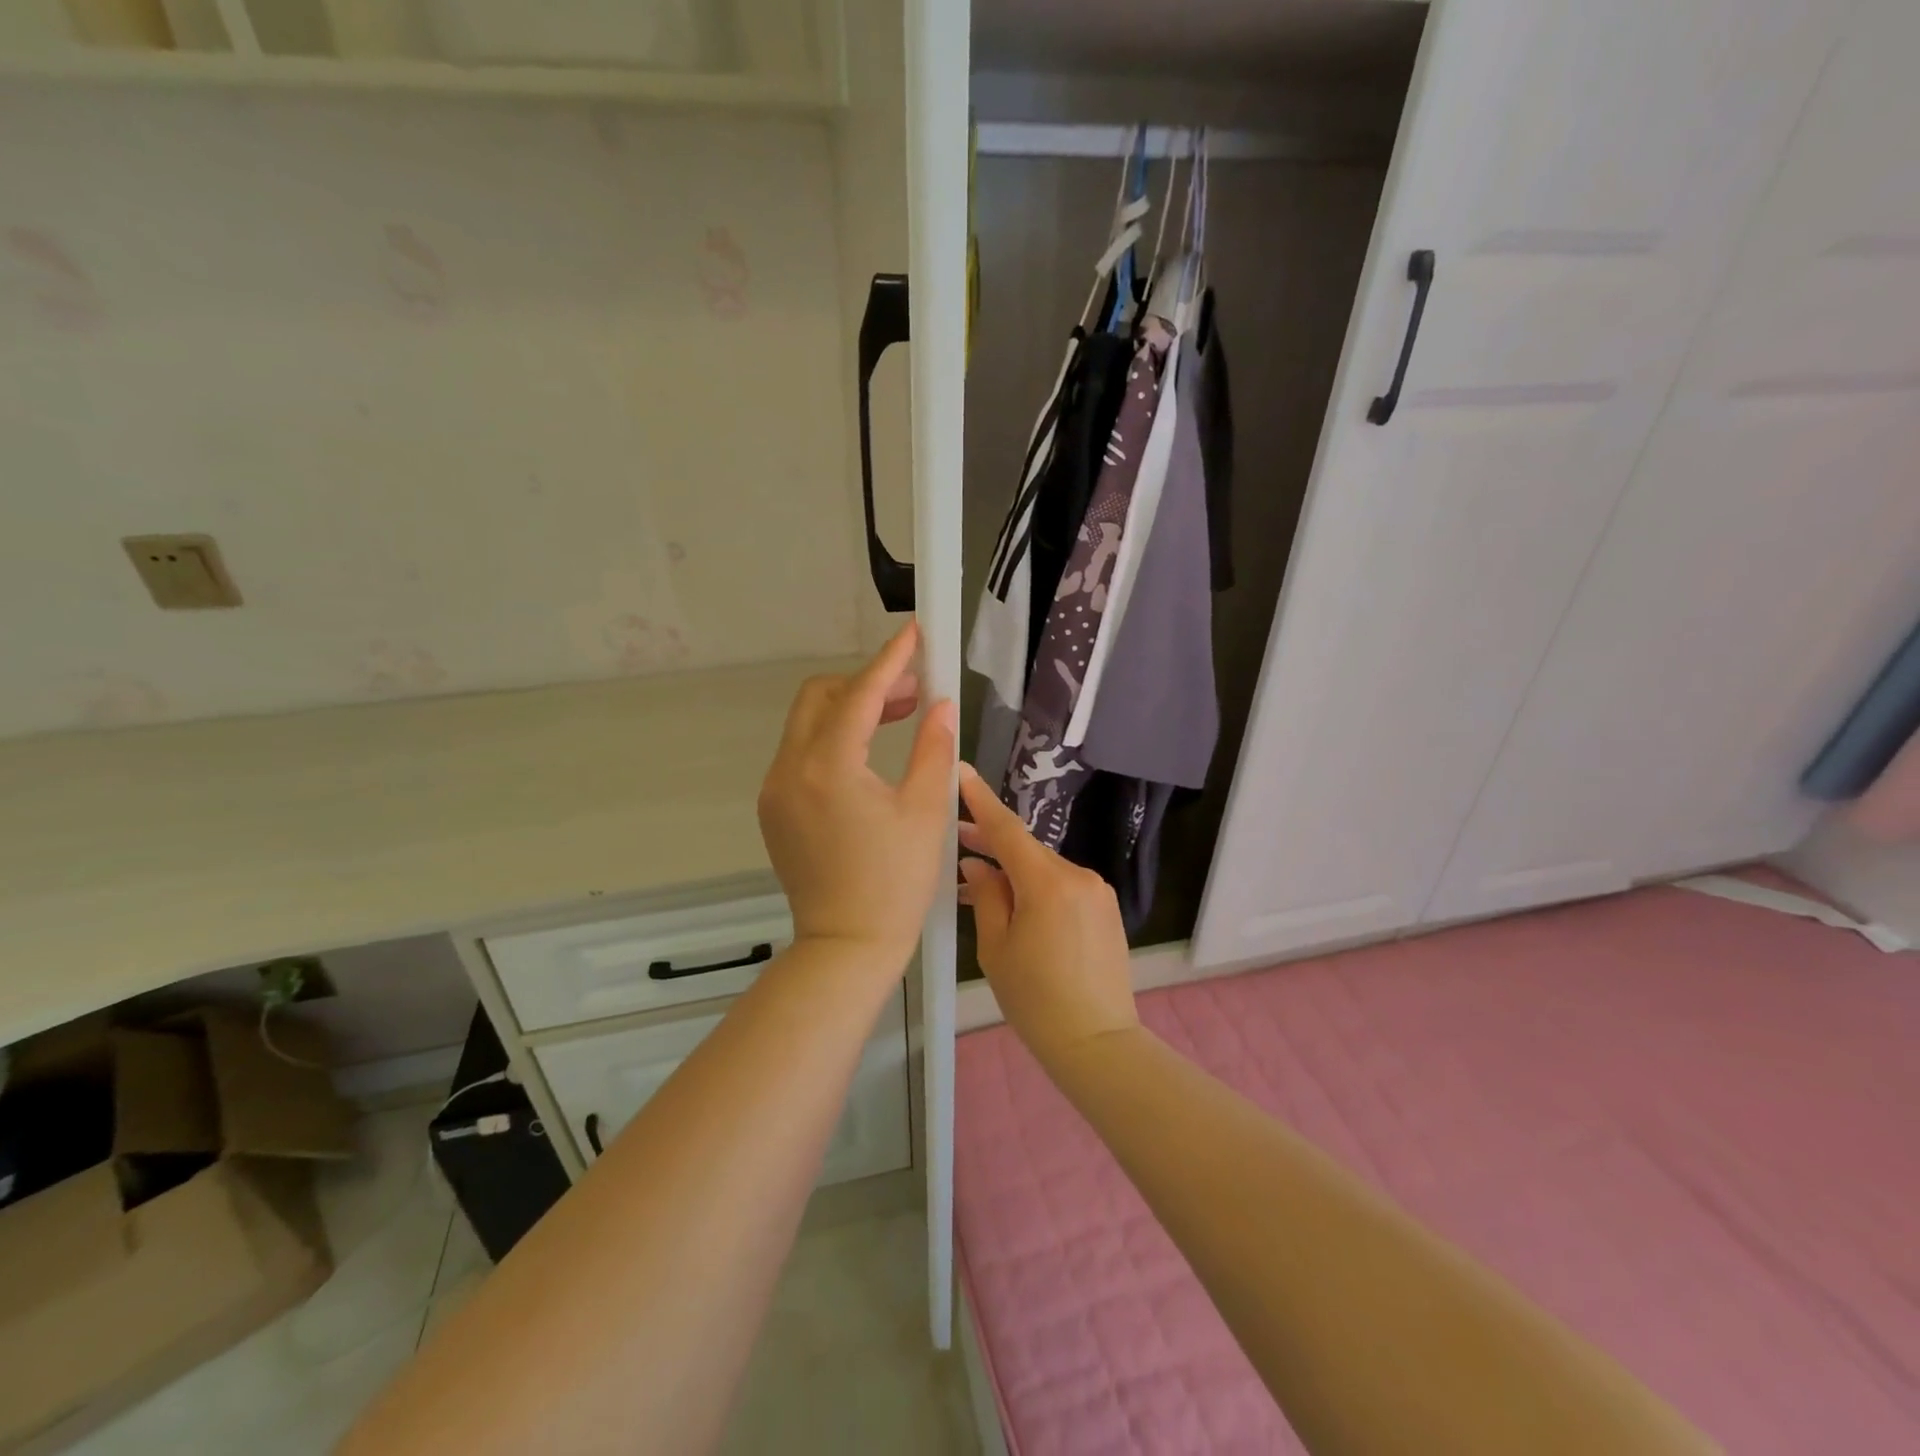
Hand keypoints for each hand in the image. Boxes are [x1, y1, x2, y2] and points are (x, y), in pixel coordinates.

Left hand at [758, 624, 955, 972]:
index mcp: (828, 767)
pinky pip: (801, 754)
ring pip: (807, 723)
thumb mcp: (925, 811)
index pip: (859, 694)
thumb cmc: (895, 883)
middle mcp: (790, 769)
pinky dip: (833, 740)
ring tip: (899, 717)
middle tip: (913, 692)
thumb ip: (932, 748)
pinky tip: (868, 756)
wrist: (846, 945)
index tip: (913, 633)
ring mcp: (775, 789)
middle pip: (821, 697)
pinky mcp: (774, 808)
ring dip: (849, 709)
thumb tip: (942, 704)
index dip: (890, 660)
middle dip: (866, 683)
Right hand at [957, 763, 1138, 1067]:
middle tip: (956, 836)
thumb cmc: (1036, 999)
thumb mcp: (997, 948)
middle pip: (1026, 848)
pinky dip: (1036, 885)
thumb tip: (977, 864)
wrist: (1097, 1042)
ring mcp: (1097, 890)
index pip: (1007, 829)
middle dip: (991, 841)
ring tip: (979, 878)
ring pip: (1044, 867)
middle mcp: (1077, 874)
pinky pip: (1063, 884)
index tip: (961, 771)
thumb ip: (986, 896)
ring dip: (1013, 868)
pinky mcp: (1106, 907)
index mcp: (1047, 882)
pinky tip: (1014, 900)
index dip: (981, 800)